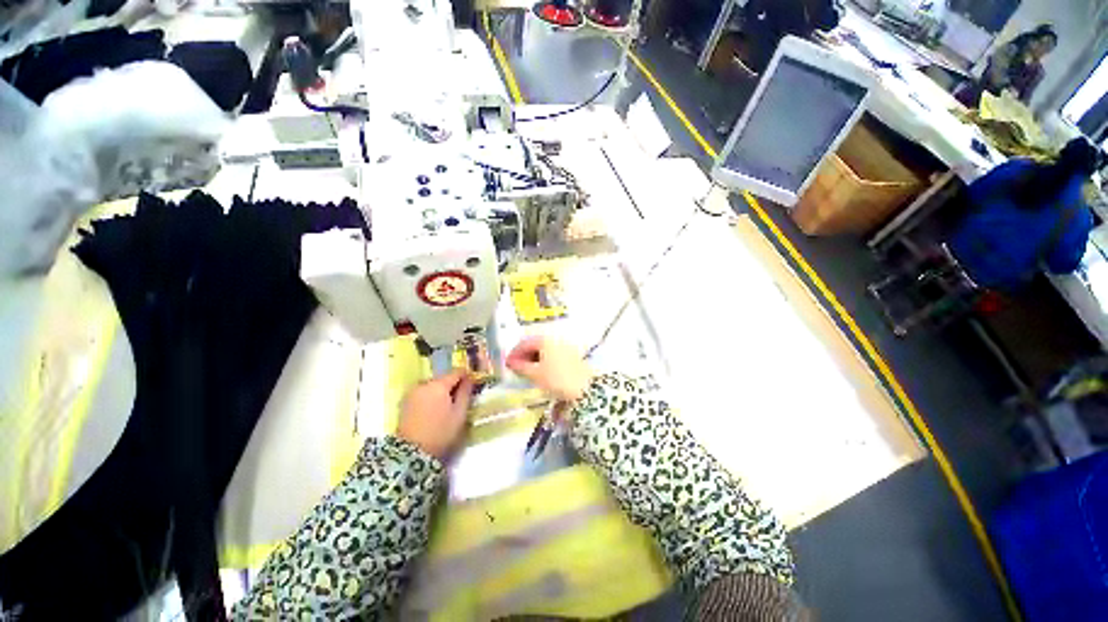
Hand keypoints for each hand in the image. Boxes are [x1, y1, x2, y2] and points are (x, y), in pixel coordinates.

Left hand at [396, 370, 474, 458]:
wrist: (411, 453)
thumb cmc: (441, 432)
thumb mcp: (460, 413)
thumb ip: (466, 393)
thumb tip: (469, 379)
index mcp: (439, 385)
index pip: (456, 372)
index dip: (466, 376)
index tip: (472, 385)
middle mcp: (424, 384)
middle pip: (443, 378)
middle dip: (452, 385)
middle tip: (459, 399)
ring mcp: (412, 392)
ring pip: (432, 385)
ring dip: (440, 391)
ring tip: (446, 406)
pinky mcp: (405, 402)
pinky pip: (423, 393)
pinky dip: (430, 397)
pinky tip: (434, 410)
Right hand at [505, 336, 593, 402]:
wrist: (585, 388)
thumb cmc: (557, 379)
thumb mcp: (535, 374)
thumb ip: (521, 367)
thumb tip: (511, 363)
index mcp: (545, 340)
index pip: (524, 342)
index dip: (514, 353)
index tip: (507, 364)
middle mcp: (555, 339)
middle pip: (535, 344)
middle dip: (524, 355)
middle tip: (517, 368)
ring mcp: (565, 345)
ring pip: (545, 349)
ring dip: (534, 358)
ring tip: (528, 371)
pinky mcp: (572, 354)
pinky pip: (553, 353)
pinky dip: (545, 360)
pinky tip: (542, 371)